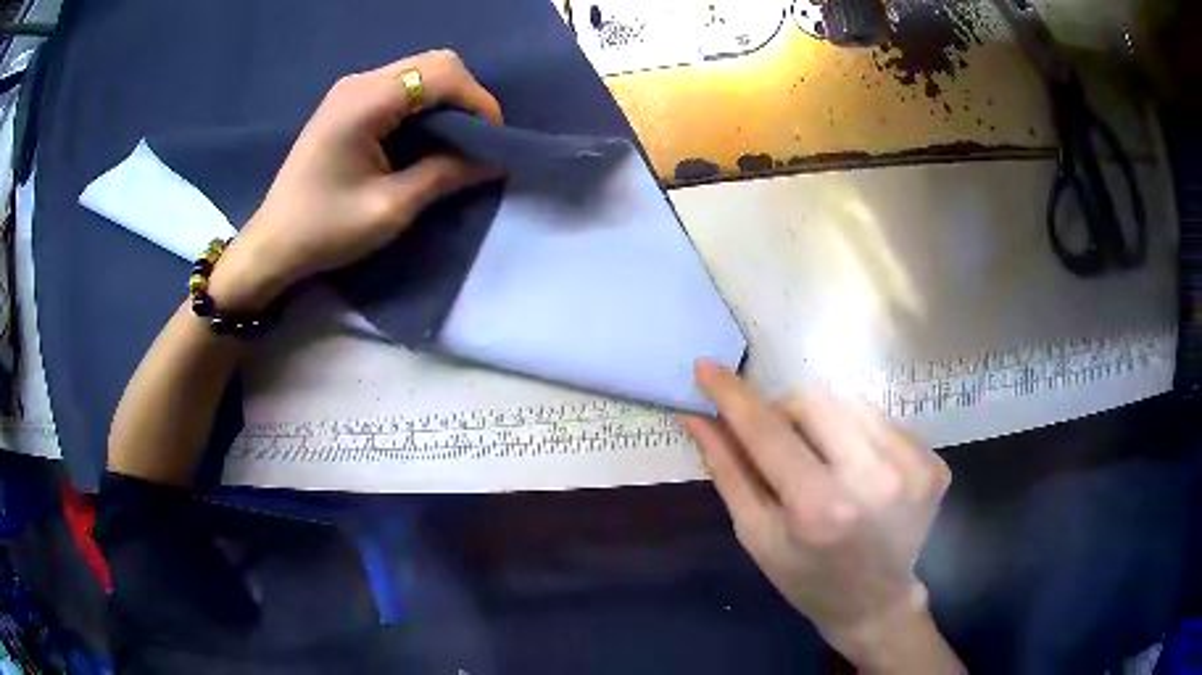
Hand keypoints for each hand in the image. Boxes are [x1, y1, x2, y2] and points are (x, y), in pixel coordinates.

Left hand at [208, 50, 503, 310]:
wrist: (273, 244)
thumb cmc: (326, 230)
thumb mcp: (391, 208)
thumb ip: (446, 175)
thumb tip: (494, 161)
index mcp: (366, 100)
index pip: (442, 73)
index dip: (478, 101)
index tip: (493, 141)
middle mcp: (360, 82)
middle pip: (435, 63)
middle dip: (466, 97)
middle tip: (476, 141)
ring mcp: (351, 89)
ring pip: (421, 72)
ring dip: (447, 101)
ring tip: (456, 142)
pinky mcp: (348, 102)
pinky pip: (402, 88)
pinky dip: (425, 106)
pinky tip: (425, 137)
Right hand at [680, 362, 954, 669]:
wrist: (876, 602)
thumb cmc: (805, 577)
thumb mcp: (755, 534)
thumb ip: (727, 469)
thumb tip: (697, 415)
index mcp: (820, 508)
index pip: (768, 431)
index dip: (733, 395)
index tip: (706, 367)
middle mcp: (874, 478)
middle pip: (813, 401)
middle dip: (785, 412)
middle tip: (779, 443)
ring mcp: (912, 467)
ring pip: (849, 403)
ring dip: (825, 423)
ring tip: (825, 463)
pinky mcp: (932, 462)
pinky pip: (881, 421)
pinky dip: (858, 435)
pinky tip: (858, 471)